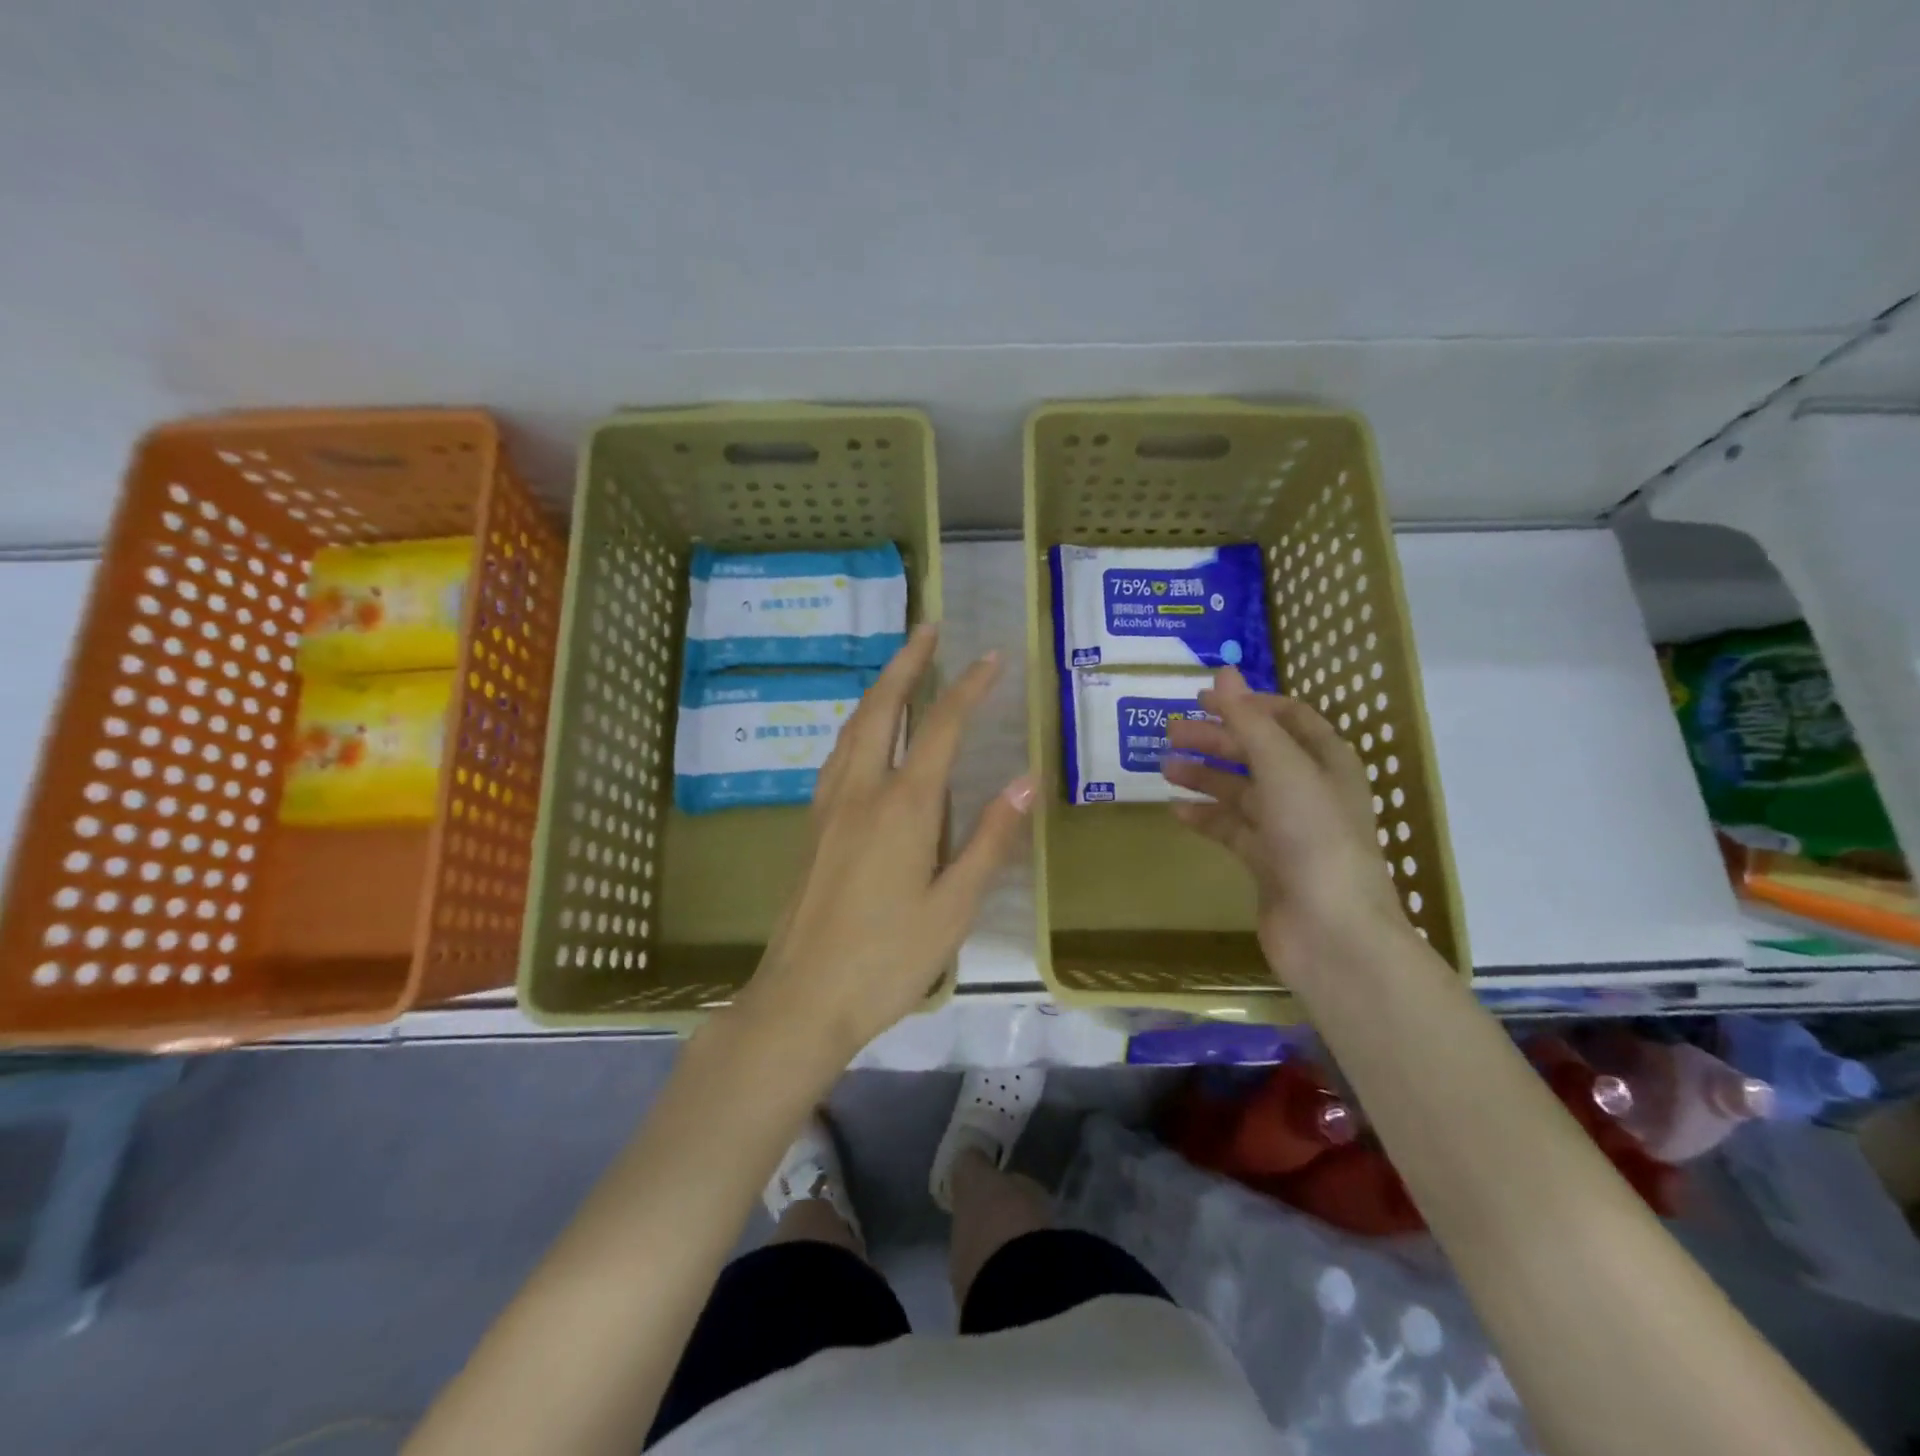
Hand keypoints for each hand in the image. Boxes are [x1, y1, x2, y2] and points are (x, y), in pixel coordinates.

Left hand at [736, 624, 1034, 1061]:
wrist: (802, 998)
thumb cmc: (888, 959)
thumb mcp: (955, 906)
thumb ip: (990, 838)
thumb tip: (1026, 780)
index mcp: (904, 806)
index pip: (941, 727)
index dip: (970, 687)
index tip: (992, 655)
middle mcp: (861, 790)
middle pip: (882, 707)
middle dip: (907, 662)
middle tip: (928, 628)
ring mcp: (829, 806)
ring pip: (852, 727)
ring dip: (878, 689)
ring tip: (900, 668)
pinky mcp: (812, 827)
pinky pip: (837, 755)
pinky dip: (857, 726)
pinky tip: (865, 737)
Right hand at [1160, 667, 1409, 979]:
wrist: (1331, 931)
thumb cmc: (1314, 837)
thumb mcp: (1282, 767)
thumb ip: (1249, 720)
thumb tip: (1223, 671)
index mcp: (1326, 762)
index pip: (1288, 718)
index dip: (1248, 704)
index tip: (1204, 699)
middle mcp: (1310, 791)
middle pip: (1258, 753)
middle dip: (1217, 739)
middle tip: (1171, 732)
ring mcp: (1288, 830)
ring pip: (1241, 792)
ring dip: (1205, 776)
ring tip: (1164, 767)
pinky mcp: (1267, 863)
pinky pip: (1231, 830)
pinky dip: (1205, 817)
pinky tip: (1176, 811)